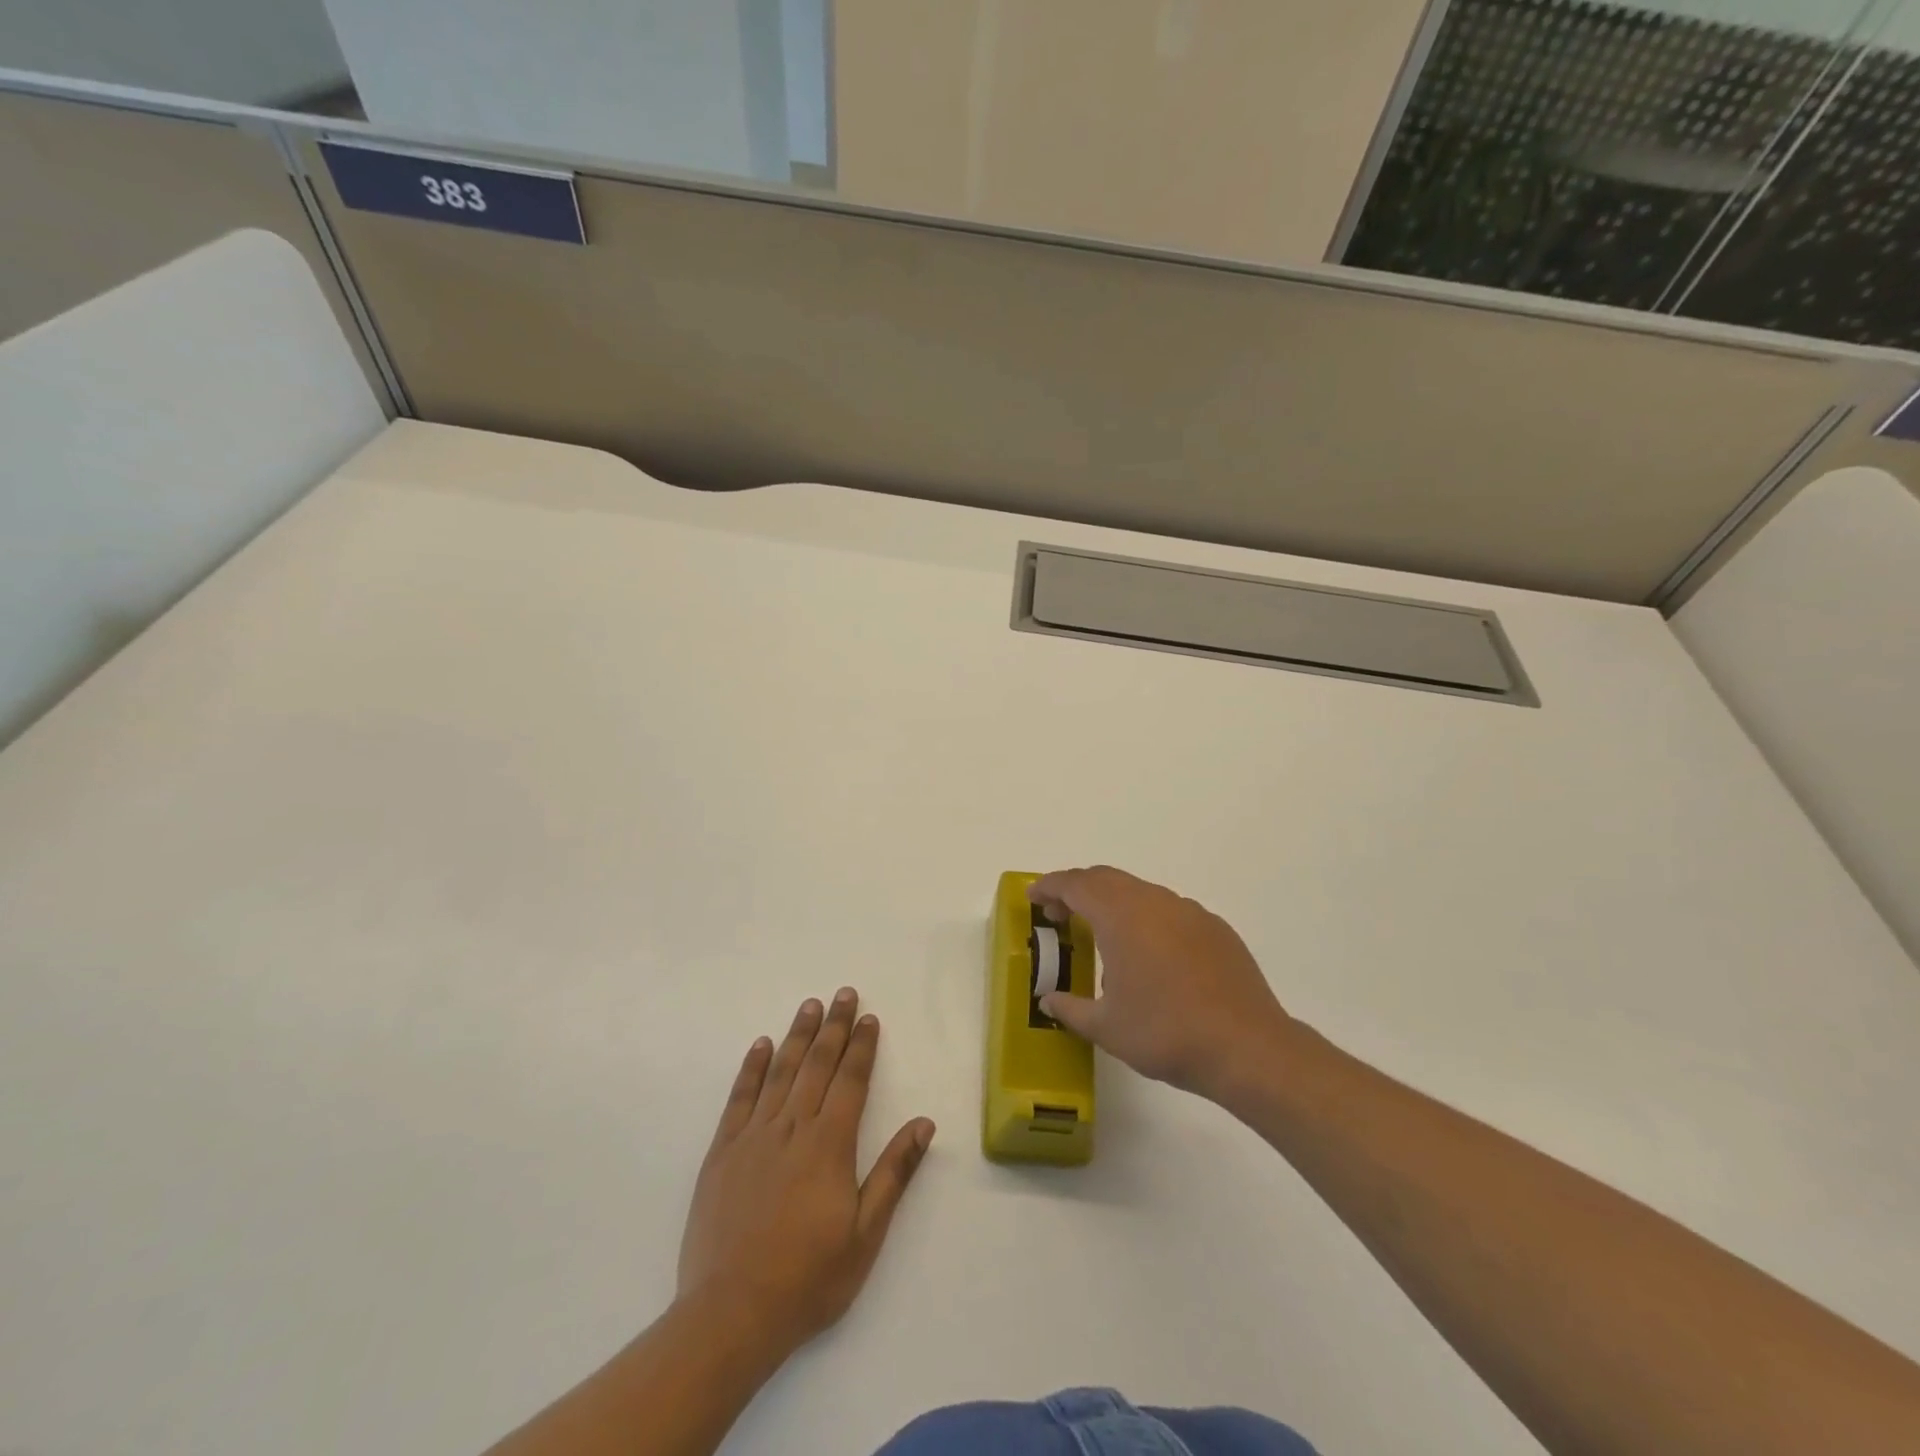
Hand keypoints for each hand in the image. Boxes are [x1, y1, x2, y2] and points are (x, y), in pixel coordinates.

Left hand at [677, 989, 934, 1359]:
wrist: (731, 1314)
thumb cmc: (808, 1277)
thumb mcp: (866, 1233)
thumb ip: (893, 1172)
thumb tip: (924, 1123)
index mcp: (829, 1144)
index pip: (851, 1080)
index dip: (862, 1047)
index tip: (869, 1017)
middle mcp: (792, 1127)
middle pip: (817, 1064)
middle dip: (834, 1027)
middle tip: (844, 994)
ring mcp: (754, 1136)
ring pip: (780, 1072)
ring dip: (797, 1035)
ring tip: (810, 1005)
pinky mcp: (722, 1152)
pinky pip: (740, 1098)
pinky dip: (751, 1068)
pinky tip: (760, 1045)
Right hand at [1030, 866, 1294, 1102]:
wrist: (1248, 1048)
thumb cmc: (1166, 1033)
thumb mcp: (1106, 1028)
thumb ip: (1071, 1009)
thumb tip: (1048, 1001)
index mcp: (1121, 916)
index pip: (1076, 885)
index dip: (1050, 887)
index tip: (1033, 898)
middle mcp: (1154, 901)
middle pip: (1107, 879)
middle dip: (1078, 890)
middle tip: (1060, 915)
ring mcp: (1189, 911)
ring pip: (1140, 892)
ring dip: (1113, 903)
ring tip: (1103, 937)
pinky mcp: (1215, 928)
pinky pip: (1169, 910)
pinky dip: (1146, 918)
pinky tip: (1150, 955)